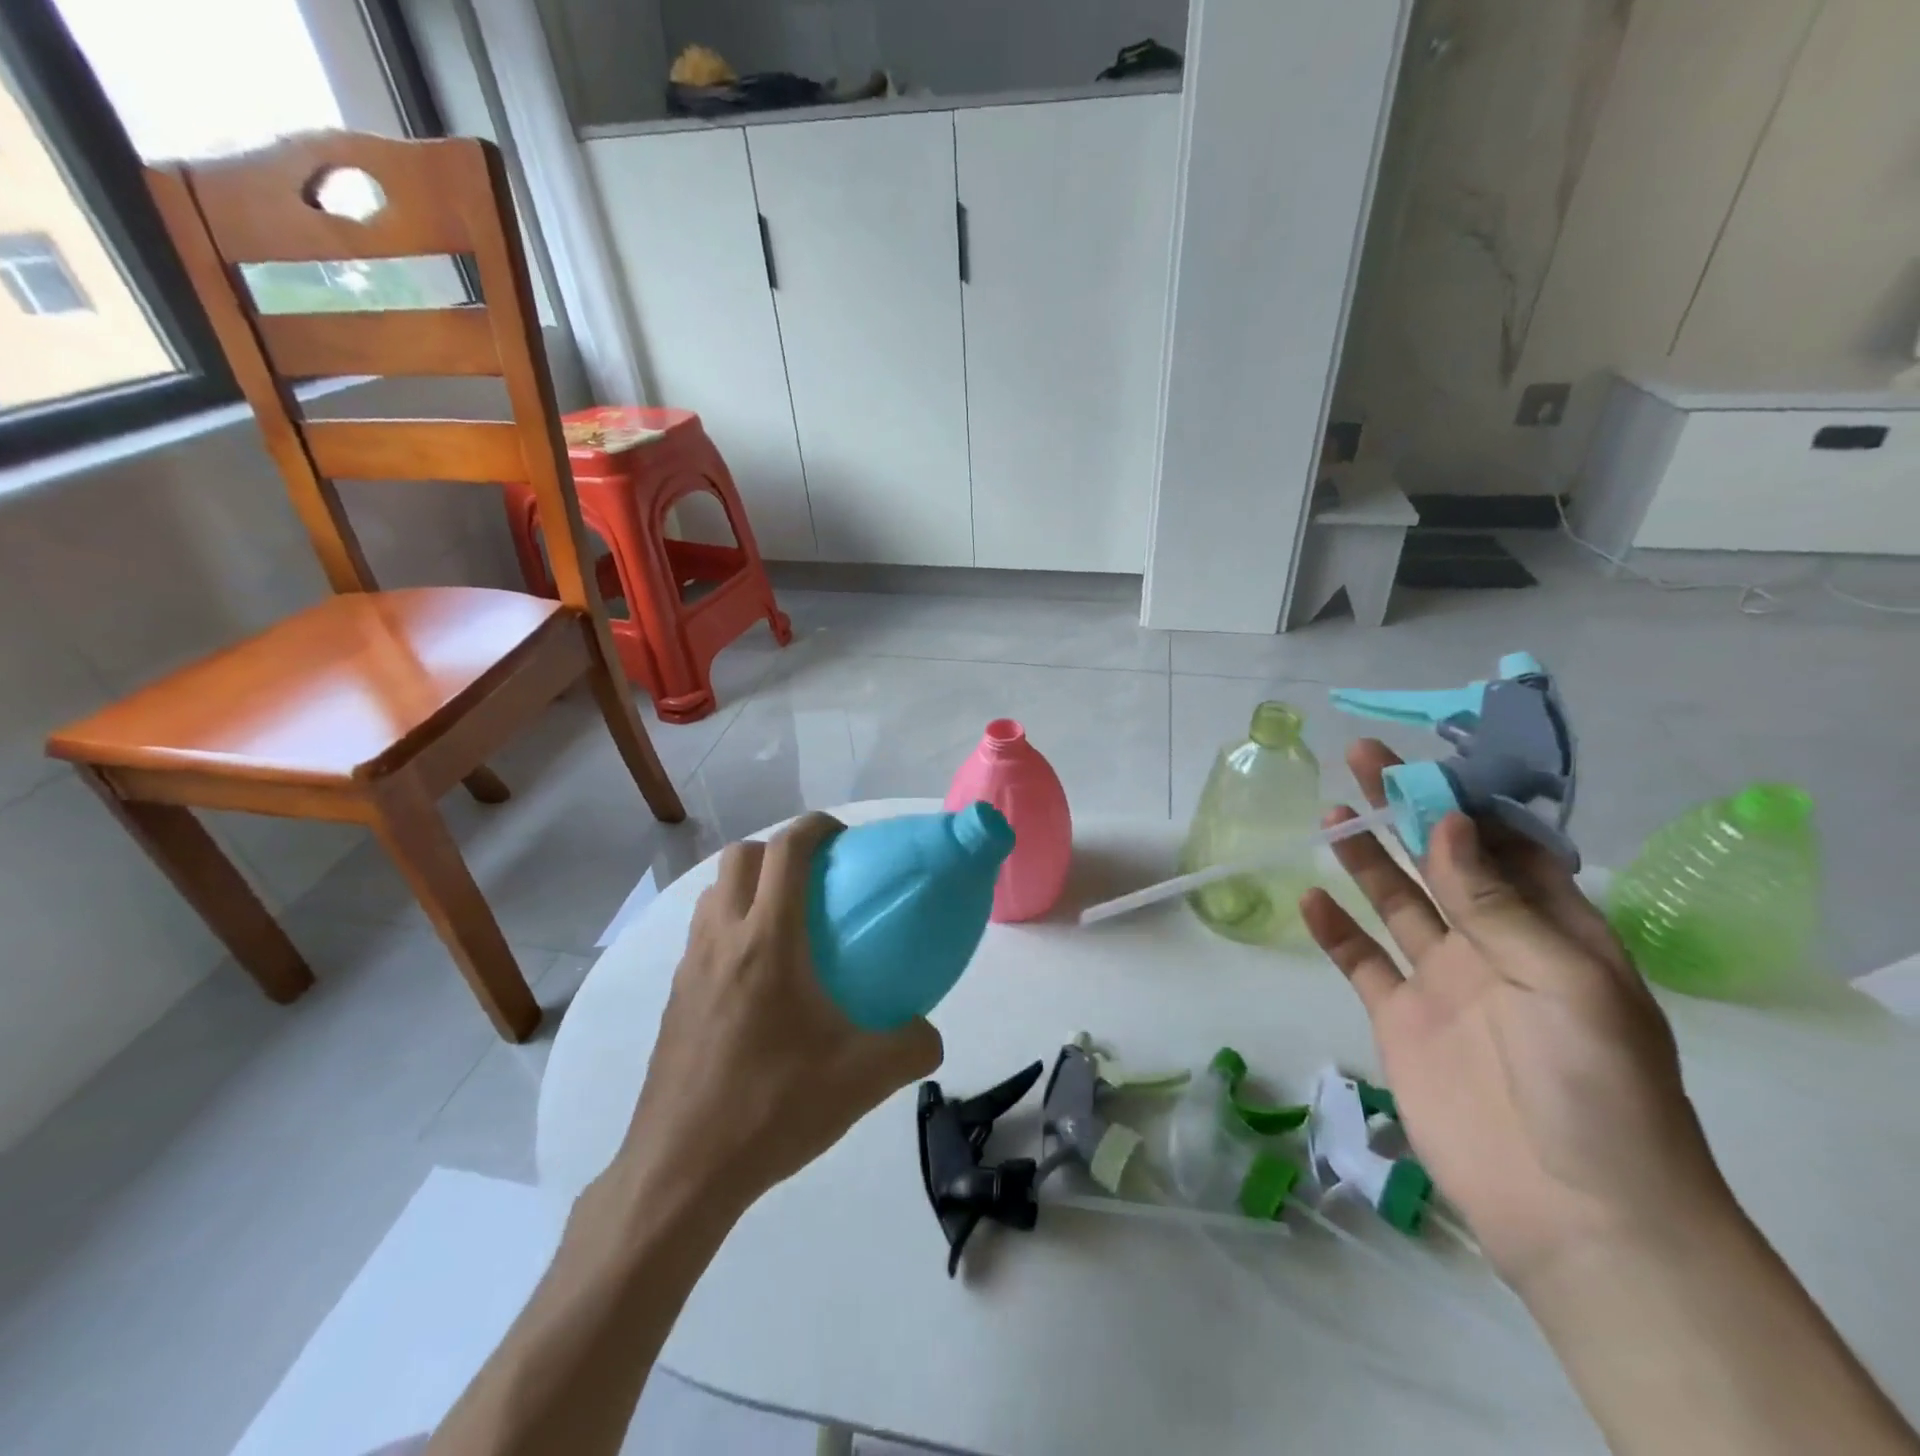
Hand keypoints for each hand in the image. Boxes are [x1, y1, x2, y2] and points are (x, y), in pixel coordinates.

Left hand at [605, 813, 943, 1216]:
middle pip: (741, 857)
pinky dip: (731, 927)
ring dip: (748, 886)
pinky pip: (702, 934)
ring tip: (787, 923)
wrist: (682, 1172)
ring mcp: (689, 968)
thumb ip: (912, 1045)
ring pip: (714, 893)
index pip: (786, 850)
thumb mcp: (864, 1078)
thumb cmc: (774, 1108)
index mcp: (768, 940)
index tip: (845, 839)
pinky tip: (760, 980)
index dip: (816, 826)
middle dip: (779, 850)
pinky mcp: (674, 998)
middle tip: (817, 881)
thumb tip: (930, 1032)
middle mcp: (722, 939)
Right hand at [1299, 741, 1733, 1290]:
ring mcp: (1444, 982)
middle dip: (1406, 809)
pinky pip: (1363, 961)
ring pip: (1397, 902)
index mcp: (1555, 931)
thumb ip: (1495, 902)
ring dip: (1366, 858)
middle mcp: (1497, 946)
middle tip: (1363, 759)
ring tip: (1332, 814)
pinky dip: (1336, 930)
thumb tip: (1448, 822)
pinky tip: (1310, 899)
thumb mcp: (1562, 981)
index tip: (1426, 760)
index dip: (1467, 800)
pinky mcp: (1401, 1018)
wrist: (1573, 1210)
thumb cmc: (1595, 1085)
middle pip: (1442, 862)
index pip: (1508, 846)